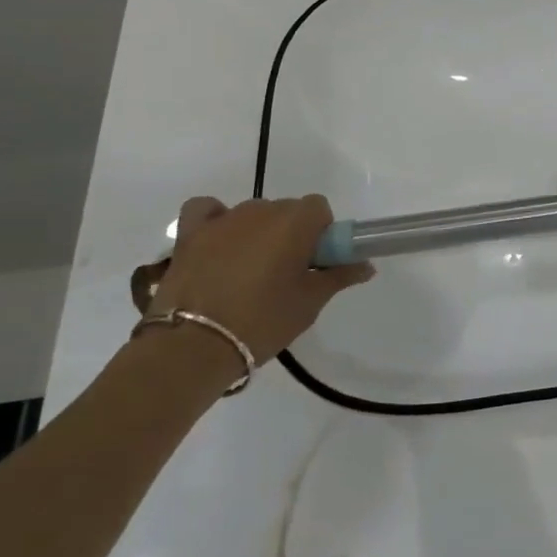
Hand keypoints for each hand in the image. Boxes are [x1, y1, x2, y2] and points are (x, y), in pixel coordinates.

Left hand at [143, 196, 372, 362]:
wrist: (193, 347)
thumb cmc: (262, 321)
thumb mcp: (310, 303)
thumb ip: (340, 276)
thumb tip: (366, 265)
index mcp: (295, 222)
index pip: (319, 209)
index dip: (321, 233)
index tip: (315, 263)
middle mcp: (262, 210)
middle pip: (286, 211)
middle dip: (290, 235)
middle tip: (285, 275)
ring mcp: (223, 219)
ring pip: (252, 215)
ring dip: (257, 234)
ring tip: (247, 274)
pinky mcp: (190, 234)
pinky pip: (207, 211)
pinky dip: (215, 220)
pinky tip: (218, 241)